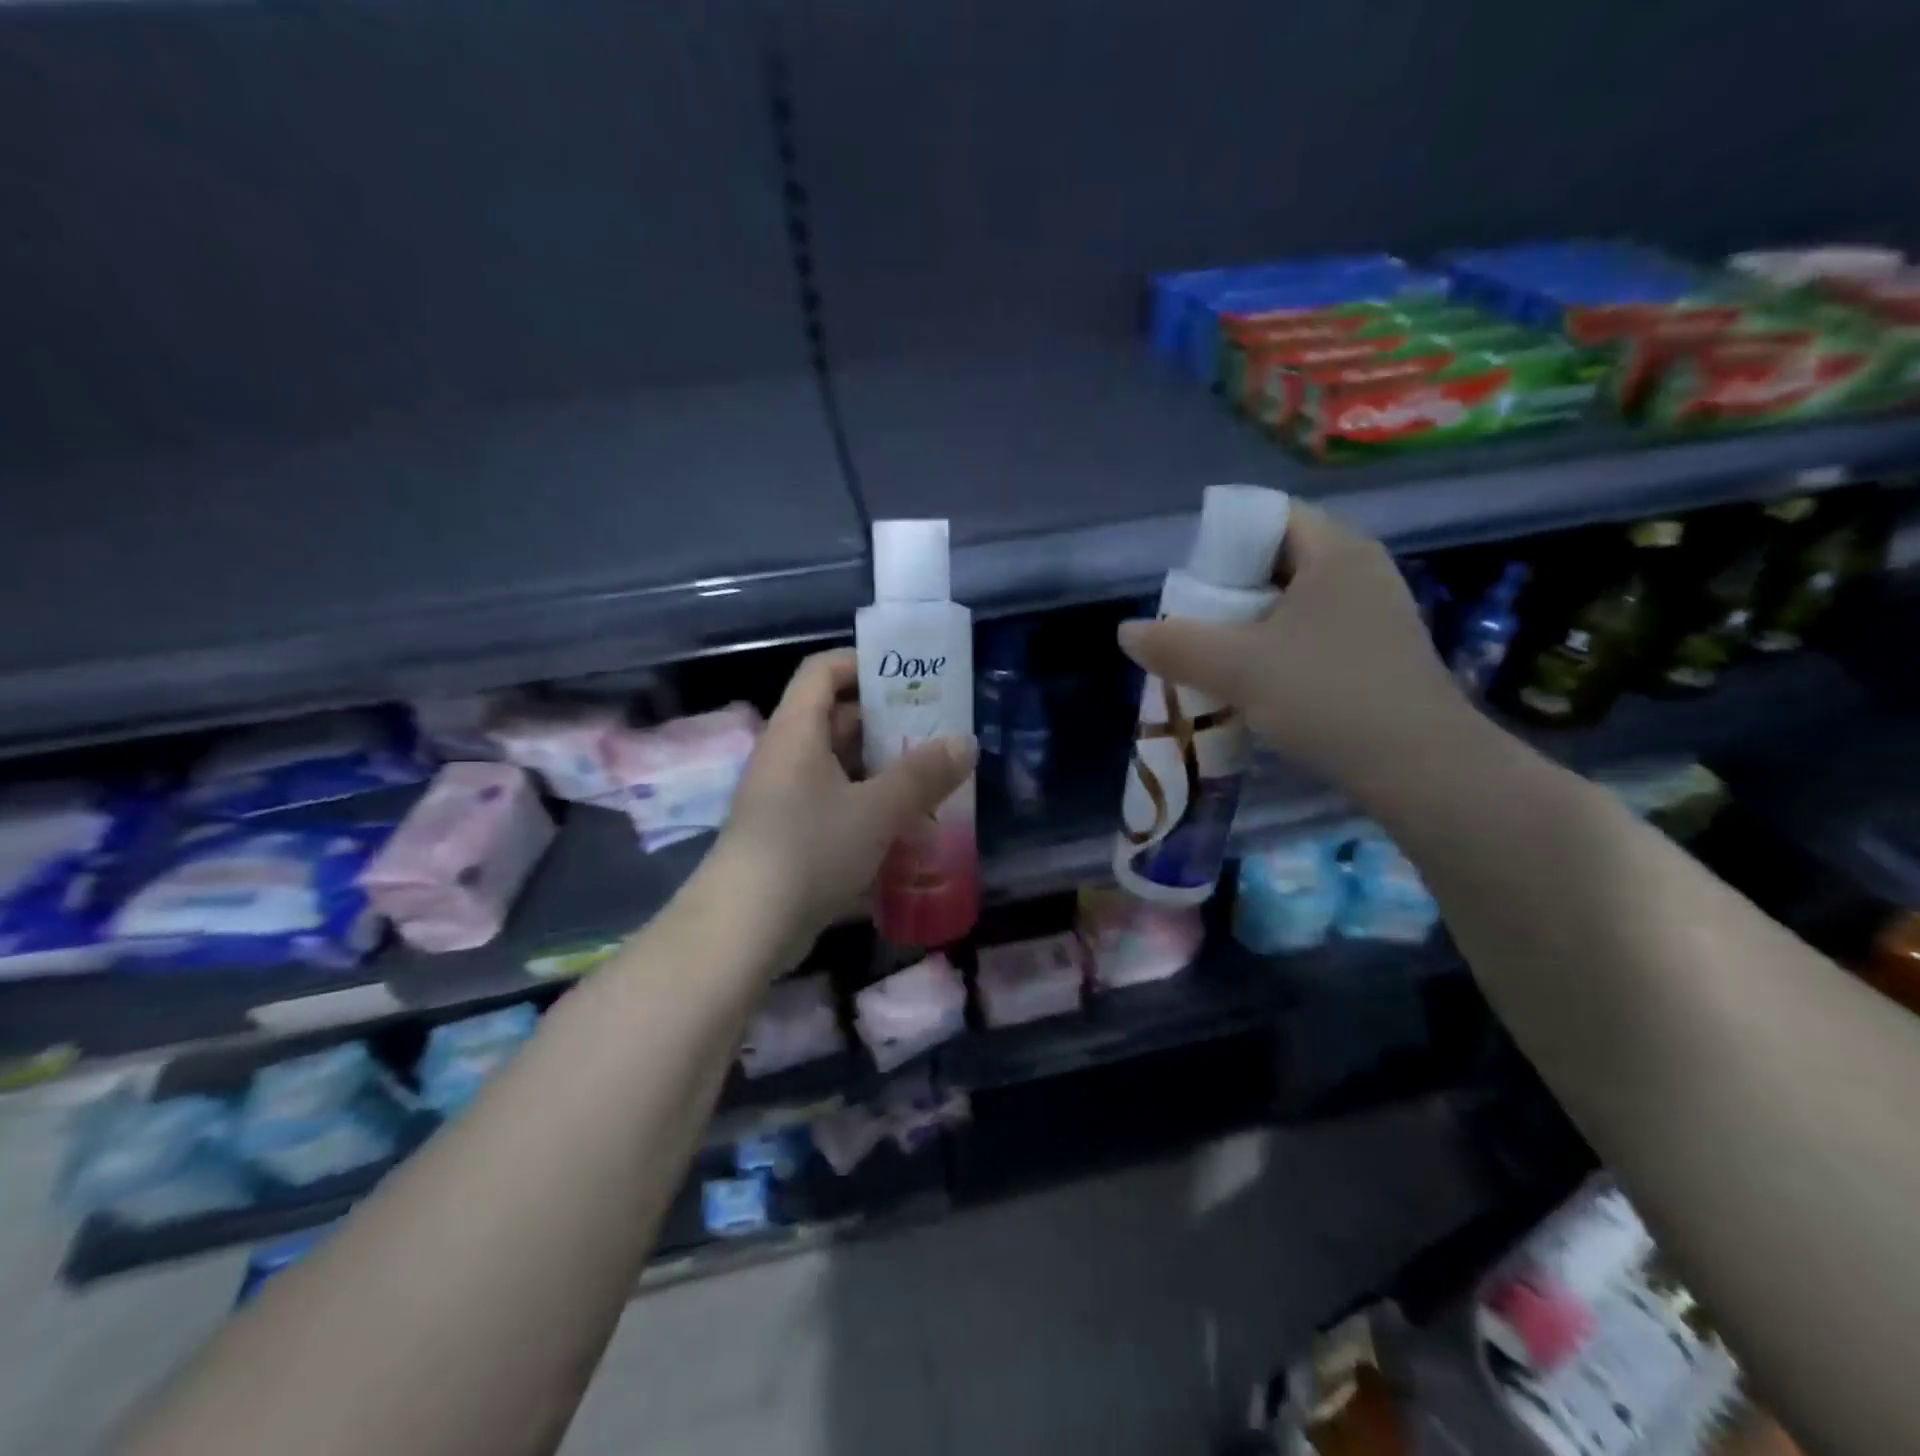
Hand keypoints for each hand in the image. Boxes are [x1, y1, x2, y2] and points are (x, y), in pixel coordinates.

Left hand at [709, 648, 975, 963]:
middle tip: (936, 731)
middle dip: (887, 722)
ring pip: (839, 766)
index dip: (863, 663)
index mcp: (797, 731)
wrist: (744, 928)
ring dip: (883, 769)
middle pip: (836, 718)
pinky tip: (904, 825)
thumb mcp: (876, 809)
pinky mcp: (790, 835)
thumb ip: (923, 774)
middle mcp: (786, 755)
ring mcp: (785, 797)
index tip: (910, 677)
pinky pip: (834, 803)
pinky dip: (868, 805)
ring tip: (932, 779)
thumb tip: (965, 742)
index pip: (823, 670)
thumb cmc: (809, 849)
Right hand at [1117, 502, 1466, 792]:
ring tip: (1212, 653)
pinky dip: (1276, 647)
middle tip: (1190, 620)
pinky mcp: (1377, 653)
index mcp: (1336, 551)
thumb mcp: (1239, 668)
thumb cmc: (1328, 696)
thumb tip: (1126, 631)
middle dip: (1228, 588)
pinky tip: (1253, 682)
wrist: (1420, 767)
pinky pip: (1312, 633)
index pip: (1269, 516)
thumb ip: (1176, 645)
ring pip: (1294, 602)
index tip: (1188, 581)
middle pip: (1278, 560)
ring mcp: (1374, 614)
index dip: (1221, 541)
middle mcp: (1361, 571)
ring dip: (1249, 623)